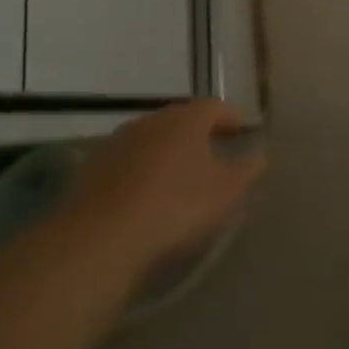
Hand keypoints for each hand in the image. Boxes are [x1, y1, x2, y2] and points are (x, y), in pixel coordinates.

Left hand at [61, 101, 266, 280]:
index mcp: (187, 119)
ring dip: (165, 154)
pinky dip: (139, 174)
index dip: (231, 119)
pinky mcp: (90, 171)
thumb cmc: (175, 207)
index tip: (241, 134)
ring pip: (150, 141)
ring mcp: (116, 144)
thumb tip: (259, 158)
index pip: (215, 107)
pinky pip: (125, 165)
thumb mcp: (226, 192)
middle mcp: (151, 121)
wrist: (98, 241)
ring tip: (177, 178)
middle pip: (180, 121)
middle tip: (212, 154)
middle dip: (197, 135)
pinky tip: (143, 198)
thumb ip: (246, 171)